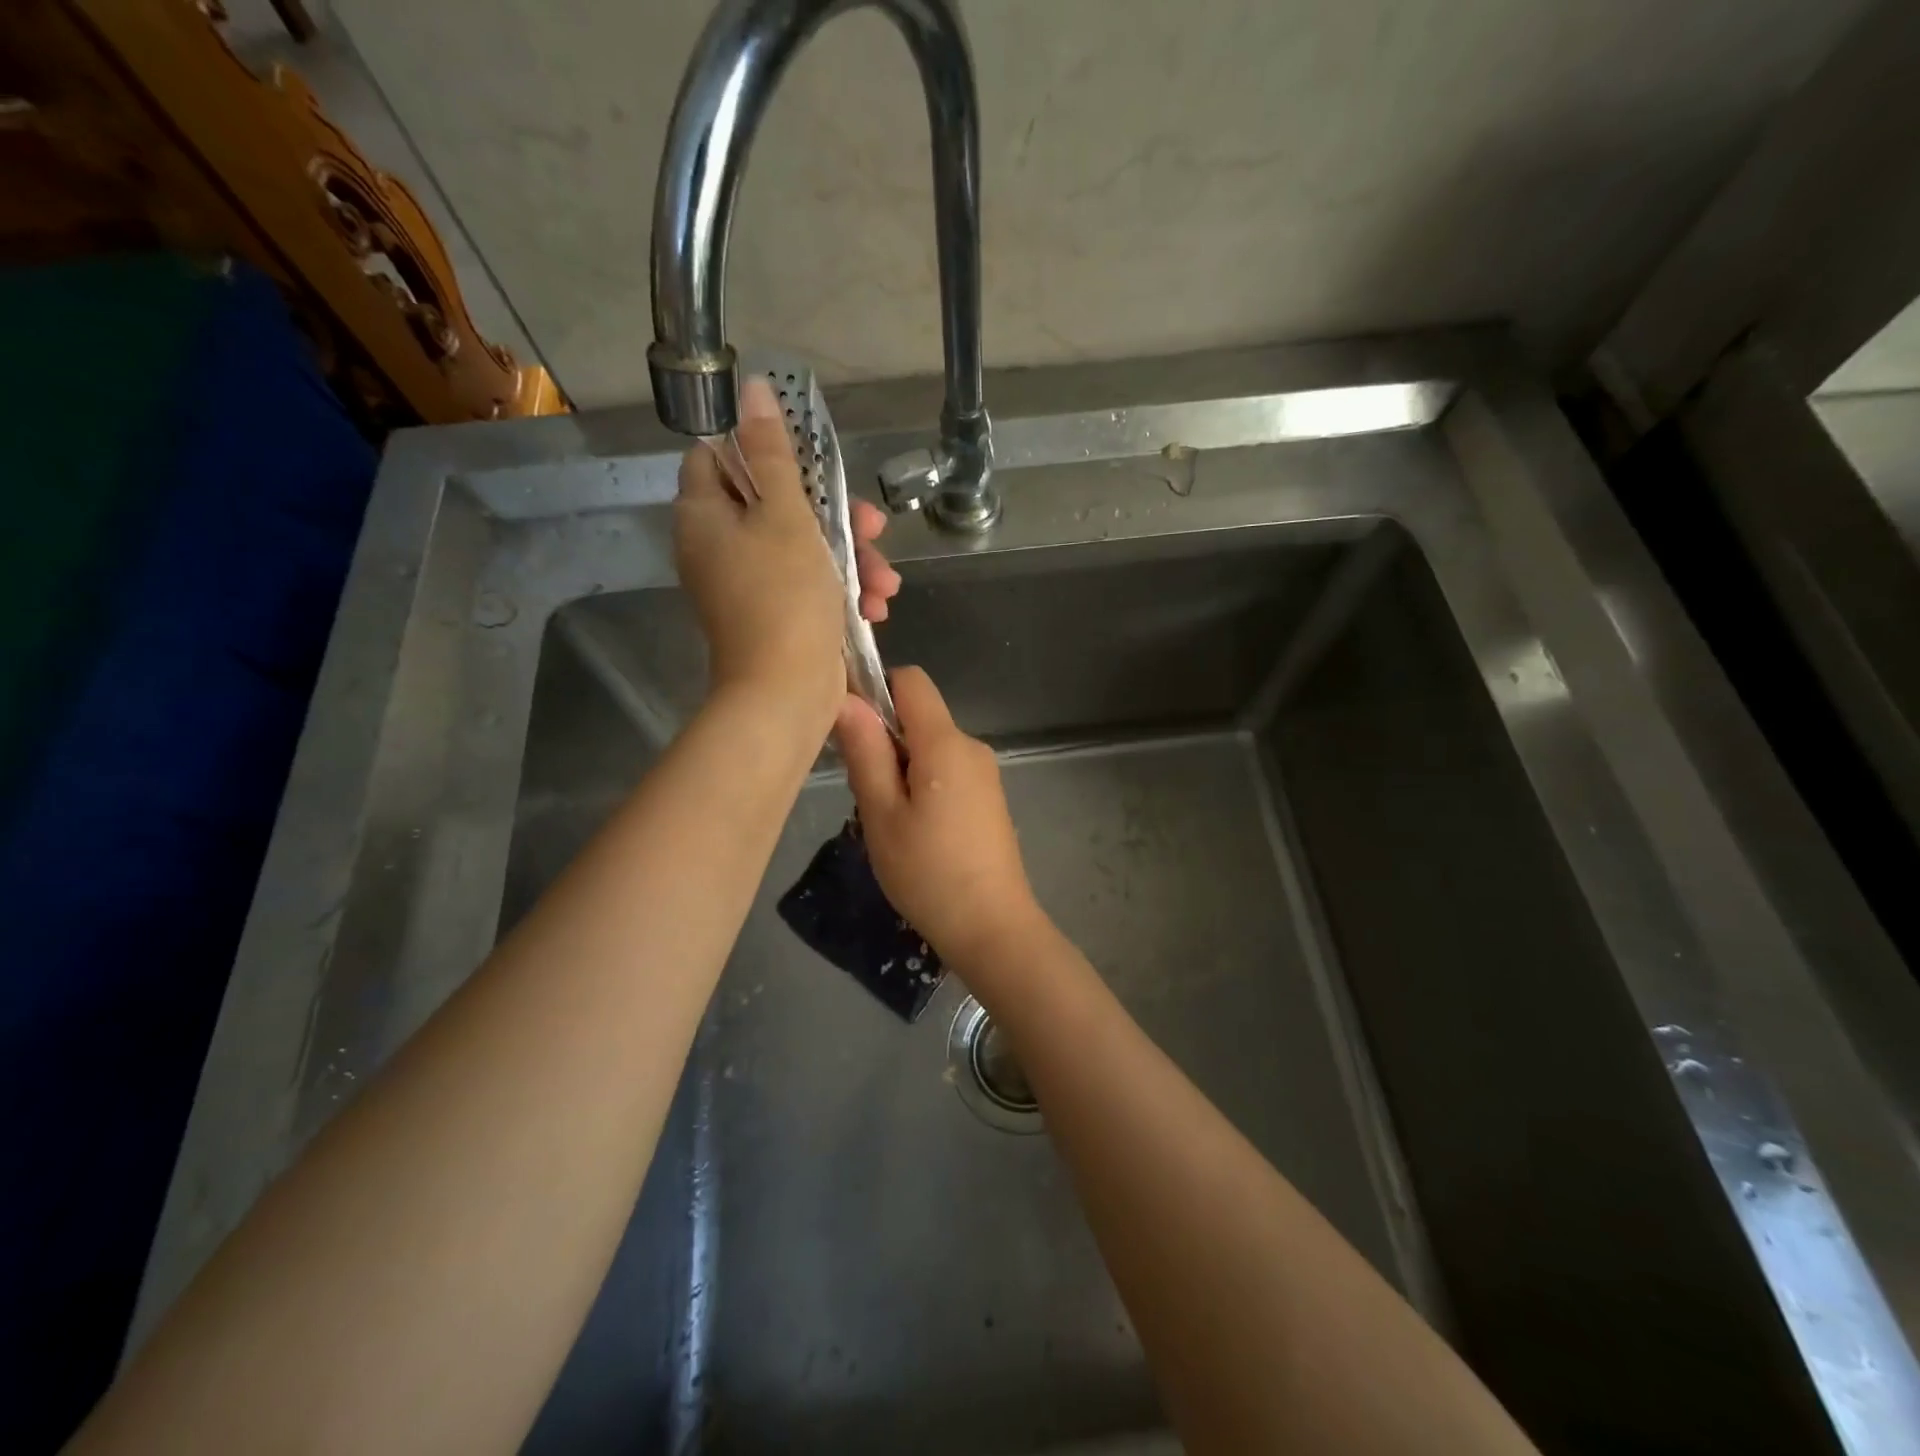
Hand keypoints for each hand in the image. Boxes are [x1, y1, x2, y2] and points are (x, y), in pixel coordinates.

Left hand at [674, 377, 901, 735]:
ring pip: (802, 549)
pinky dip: (841, 592)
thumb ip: (774, 453)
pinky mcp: (775, 616)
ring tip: (886, 583)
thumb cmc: (784, 597)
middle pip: (775, 506)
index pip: (717, 458)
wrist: (786, 693)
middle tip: (873, 527)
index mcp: (705, 517)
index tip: (810, 463)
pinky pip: (808, 587)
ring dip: (851, 561)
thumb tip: (753, 389)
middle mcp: (718, 548)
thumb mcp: (785, 516)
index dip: (763, 451)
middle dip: (834, 517)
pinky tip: (876, 606)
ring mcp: (747, 586)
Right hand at [835, 666, 1045, 966]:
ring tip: (887, 820)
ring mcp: (985, 774)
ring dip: (901, 768)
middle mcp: (972, 747)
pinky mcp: (989, 798)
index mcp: (946, 742)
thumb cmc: (928, 872)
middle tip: (864, 792)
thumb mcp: (882, 813)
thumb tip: (846, 699)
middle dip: (884, 740)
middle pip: (919, 717)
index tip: (850, 730)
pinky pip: (947, 771)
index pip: (910, 680)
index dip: (876, 690)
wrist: (992, 927)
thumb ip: (865, 752)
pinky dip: (922, 785)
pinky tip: (913, 831)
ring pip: (930, 747)